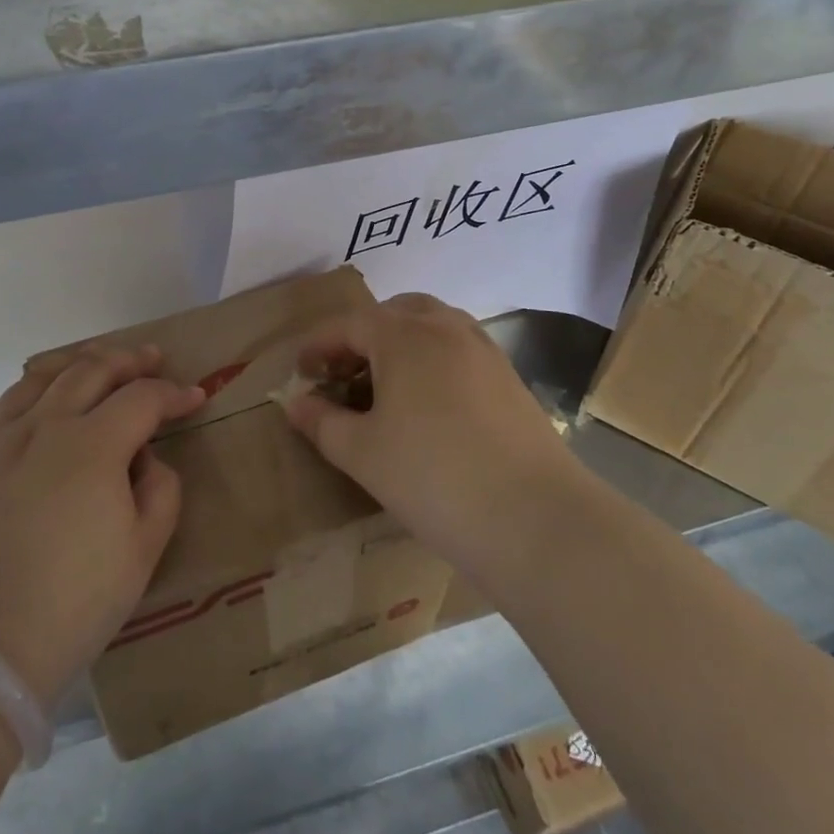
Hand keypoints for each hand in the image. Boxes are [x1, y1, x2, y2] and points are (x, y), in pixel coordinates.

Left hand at [0, 345, 203, 707]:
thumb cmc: (75, 603)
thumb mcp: (144, 551)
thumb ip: (160, 491)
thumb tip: (144, 460)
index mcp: (92, 444)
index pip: (142, 399)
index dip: (174, 394)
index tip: (195, 397)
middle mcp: (42, 427)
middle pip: (88, 372)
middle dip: (126, 361)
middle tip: (148, 359)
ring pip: (31, 384)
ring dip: (65, 367)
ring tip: (83, 367)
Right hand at [281, 294, 583, 582]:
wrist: (536, 520)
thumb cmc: (433, 478)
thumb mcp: (362, 454)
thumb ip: (322, 422)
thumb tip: (297, 403)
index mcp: (404, 336)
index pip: (348, 324)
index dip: (318, 346)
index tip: (301, 373)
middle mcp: (446, 328)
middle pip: (394, 313)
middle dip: (362, 336)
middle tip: (344, 374)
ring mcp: (484, 350)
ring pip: (432, 326)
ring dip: (401, 344)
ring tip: (385, 387)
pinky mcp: (510, 378)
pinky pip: (459, 350)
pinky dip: (433, 361)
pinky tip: (428, 406)